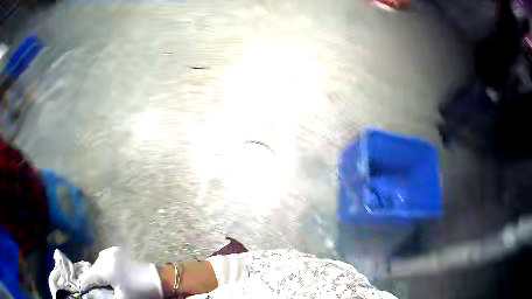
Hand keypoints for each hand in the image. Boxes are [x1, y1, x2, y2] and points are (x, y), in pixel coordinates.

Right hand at [79, 247, 162, 298]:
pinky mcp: (118, 251)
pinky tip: (114, 276)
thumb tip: (89, 294)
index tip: (84, 292)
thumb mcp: (120, 298)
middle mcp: (105, 256)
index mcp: (104, 268)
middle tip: (98, 290)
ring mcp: (112, 251)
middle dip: (94, 280)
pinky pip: (106, 260)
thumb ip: (102, 296)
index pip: (87, 277)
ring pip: (99, 264)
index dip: (85, 286)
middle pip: (93, 270)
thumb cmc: (139, 292)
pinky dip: (106, 267)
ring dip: (100, 273)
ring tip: (108, 284)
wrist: (158, 280)